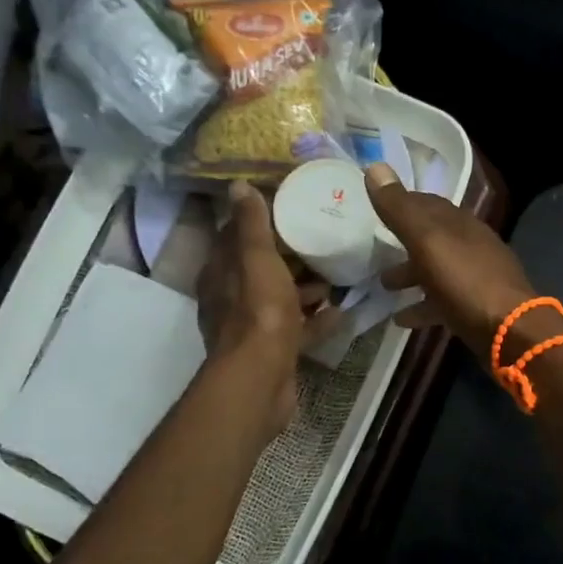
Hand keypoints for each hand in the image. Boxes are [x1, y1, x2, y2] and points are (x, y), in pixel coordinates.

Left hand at [198, 181, 330, 439]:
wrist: (261, 377)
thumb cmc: (259, 312)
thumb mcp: (257, 259)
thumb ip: (251, 224)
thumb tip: (238, 186)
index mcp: (221, 274)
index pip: (234, 238)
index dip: (259, 222)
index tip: (289, 209)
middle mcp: (231, 299)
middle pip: (261, 270)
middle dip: (289, 257)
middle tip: (321, 241)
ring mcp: (253, 328)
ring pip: (281, 300)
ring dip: (305, 289)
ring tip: (336, 277)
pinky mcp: (273, 351)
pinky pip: (297, 329)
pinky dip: (316, 320)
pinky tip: (341, 312)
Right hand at [364, 163, 545, 364]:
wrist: (511, 331)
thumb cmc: (466, 281)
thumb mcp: (427, 242)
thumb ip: (400, 209)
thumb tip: (375, 166)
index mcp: (460, 224)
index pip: (428, 204)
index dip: (402, 203)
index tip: (377, 207)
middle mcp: (471, 246)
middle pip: (432, 238)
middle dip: (404, 242)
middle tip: (375, 251)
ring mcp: (476, 278)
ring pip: (437, 270)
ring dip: (411, 276)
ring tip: (384, 287)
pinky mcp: (477, 308)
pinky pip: (443, 302)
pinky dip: (422, 307)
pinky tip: (402, 320)